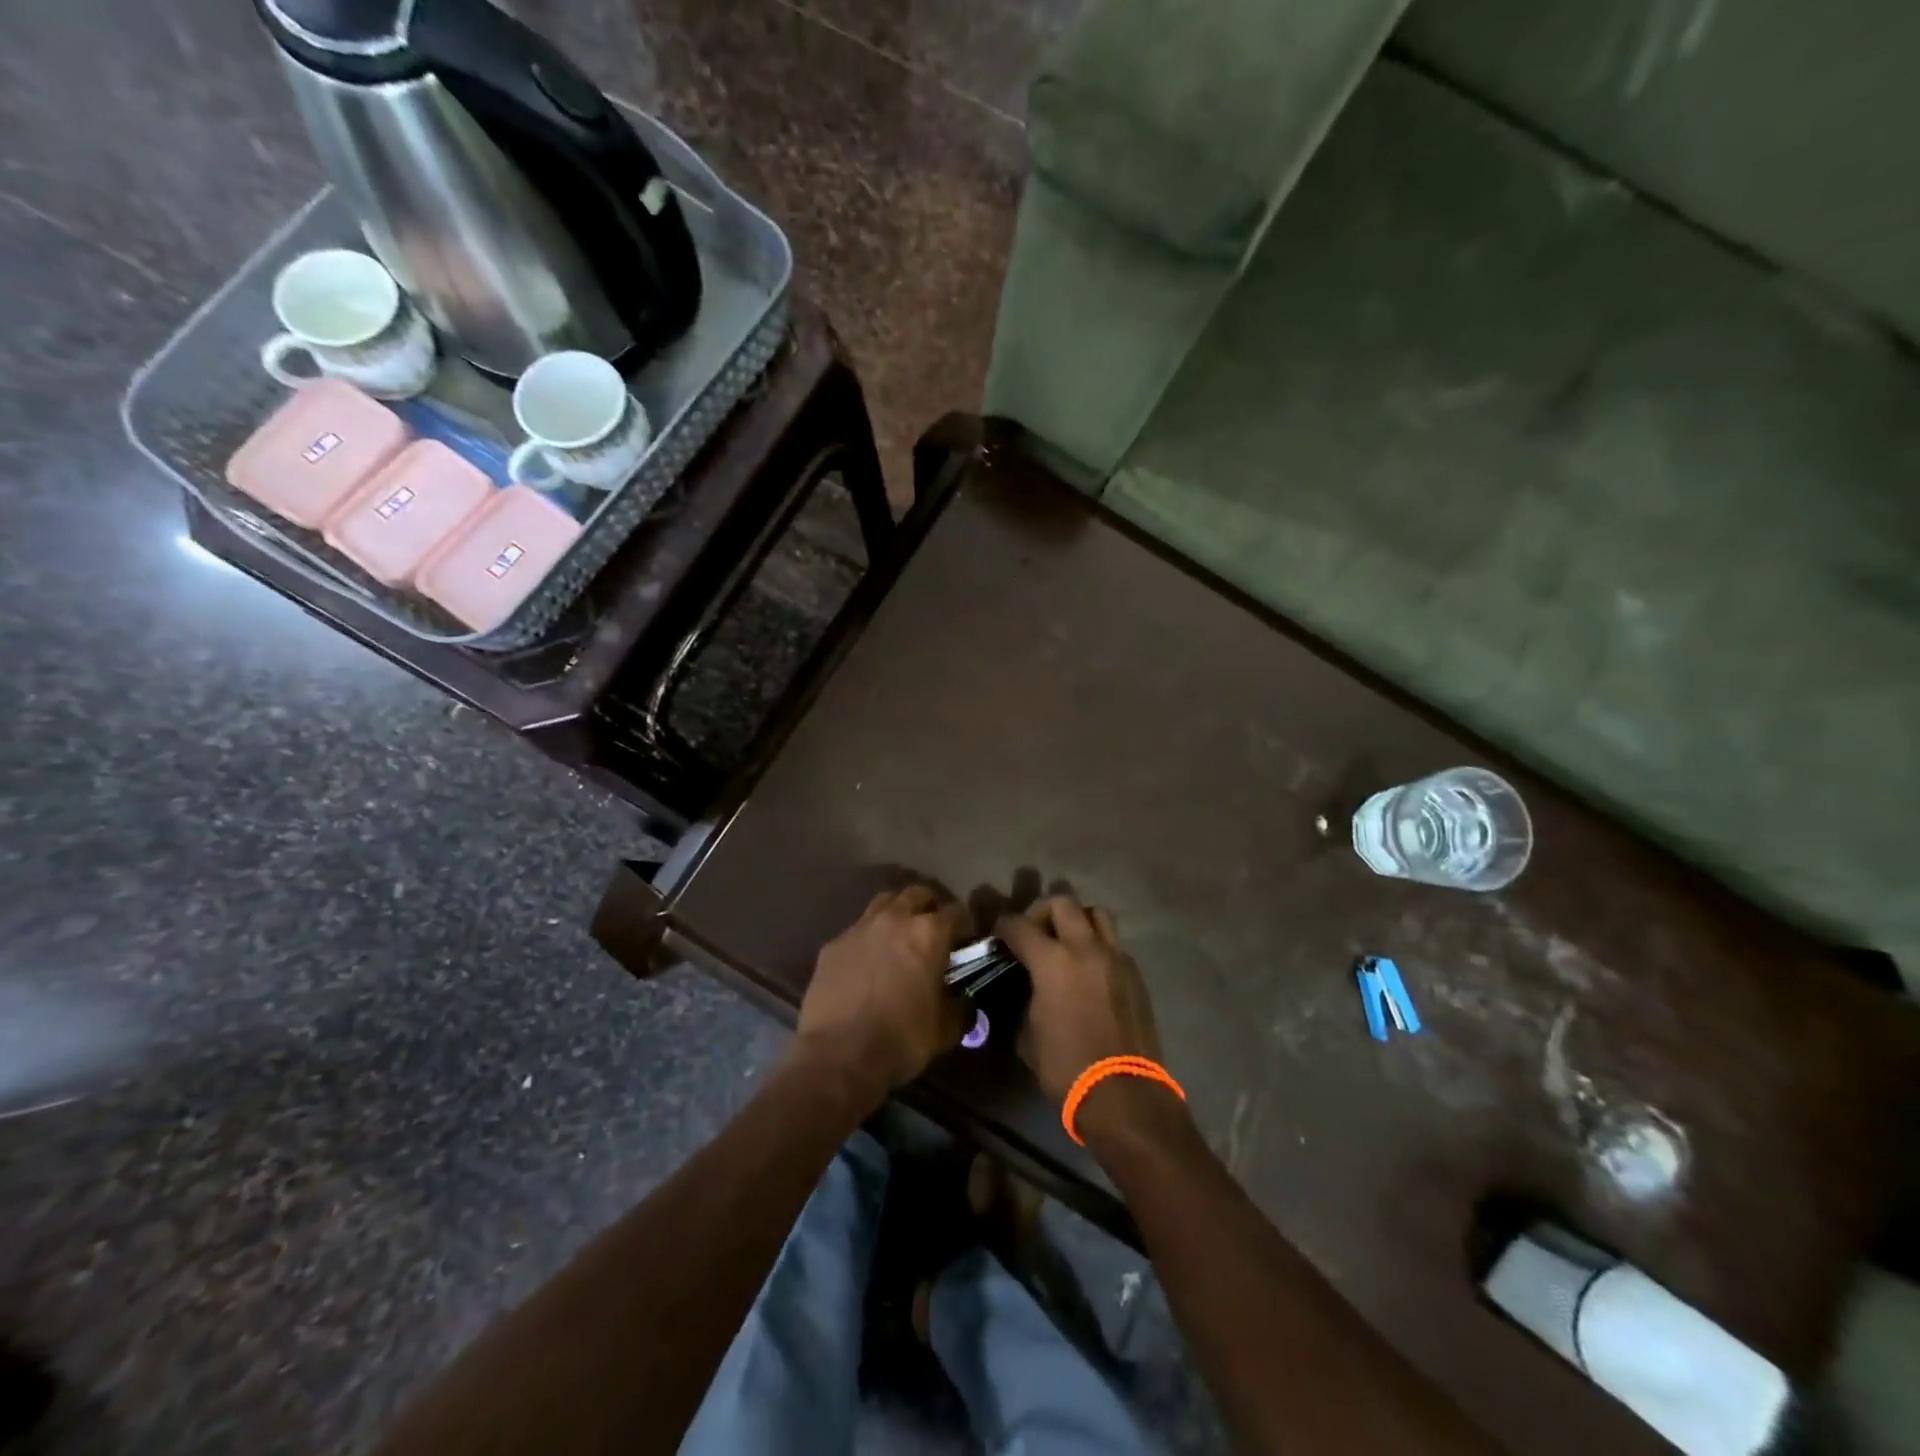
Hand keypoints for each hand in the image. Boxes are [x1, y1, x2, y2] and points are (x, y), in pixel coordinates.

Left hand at [795, 885, 968, 1101]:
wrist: (838, 1056)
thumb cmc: (901, 1040)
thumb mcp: (944, 1030)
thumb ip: (959, 1007)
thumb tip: (962, 1001)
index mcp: (928, 934)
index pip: (956, 912)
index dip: (965, 925)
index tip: (967, 940)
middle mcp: (895, 919)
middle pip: (917, 894)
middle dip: (929, 907)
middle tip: (933, 931)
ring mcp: (860, 928)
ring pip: (884, 902)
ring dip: (897, 913)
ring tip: (900, 936)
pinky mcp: (833, 945)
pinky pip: (857, 930)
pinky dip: (868, 938)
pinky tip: (868, 961)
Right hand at [996, 894, 1163, 1103]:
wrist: (1124, 1095)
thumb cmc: (1066, 1068)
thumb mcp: (1028, 1036)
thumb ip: (1026, 1000)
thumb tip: (1027, 990)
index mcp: (1052, 961)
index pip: (1019, 925)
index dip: (1003, 925)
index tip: (998, 933)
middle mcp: (1085, 948)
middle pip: (1062, 902)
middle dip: (1042, 911)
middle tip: (1034, 933)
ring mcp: (1116, 958)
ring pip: (1097, 913)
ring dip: (1078, 920)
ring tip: (1068, 943)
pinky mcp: (1136, 974)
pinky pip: (1114, 944)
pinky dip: (1098, 947)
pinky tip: (1090, 972)